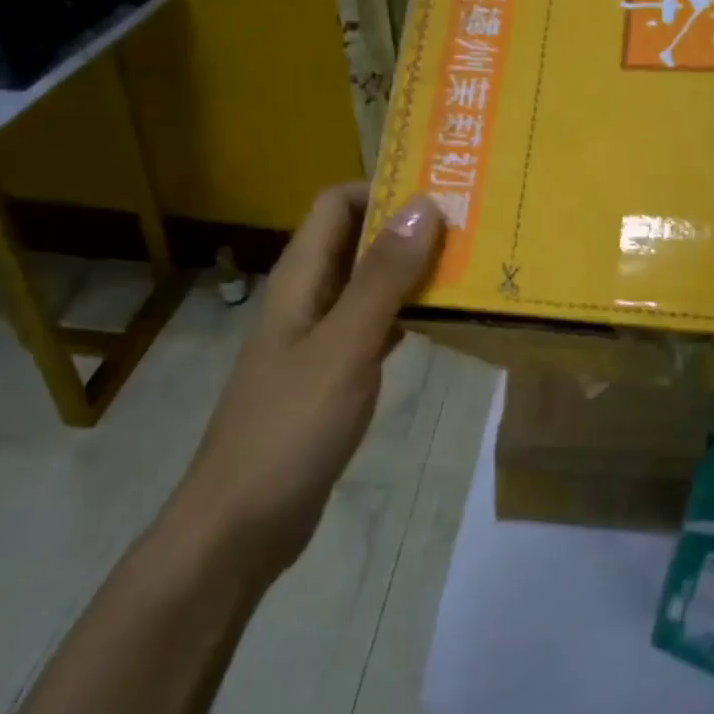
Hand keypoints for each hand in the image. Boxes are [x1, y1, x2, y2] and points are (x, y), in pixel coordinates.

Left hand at [171, 184, 443, 570]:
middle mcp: (308, 299)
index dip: (382, 189)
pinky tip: (443, 324)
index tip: (441, 194)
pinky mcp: (333, 377)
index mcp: (300, 280)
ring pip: (369, 285)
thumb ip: (383, 277)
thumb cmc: (290, 428)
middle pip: (356, 241)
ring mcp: (319, 340)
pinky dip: (407, 316)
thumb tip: (423, 205)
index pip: (335, 204)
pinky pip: (374, 328)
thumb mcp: (344, 346)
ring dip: (412, 272)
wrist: (242, 525)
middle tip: (471, 228)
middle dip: (408, 228)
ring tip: (469, 267)